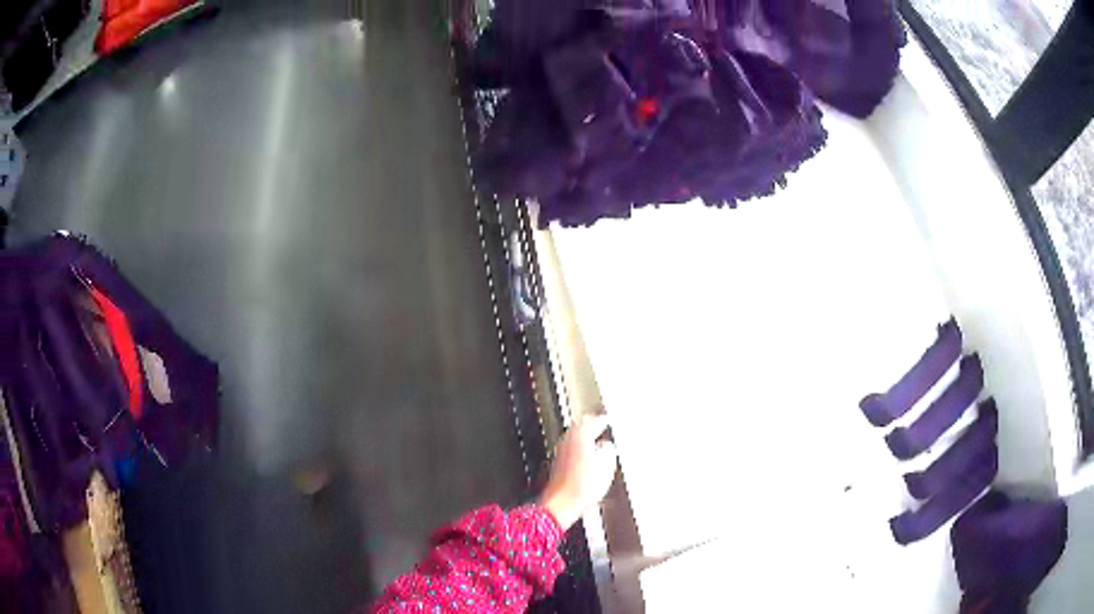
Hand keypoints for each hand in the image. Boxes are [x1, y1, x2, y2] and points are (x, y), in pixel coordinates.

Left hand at [539, 414, 618, 530]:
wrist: (563, 502)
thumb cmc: (584, 486)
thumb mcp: (607, 466)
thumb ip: (608, 450)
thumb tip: (607, 445)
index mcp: (582, 436)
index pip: (595, 421)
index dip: (603, 420)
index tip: (608, 420)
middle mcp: (569, 440)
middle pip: (580, 424)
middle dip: (590, 423)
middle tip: (600, 422)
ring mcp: (561, 450)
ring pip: (574, 434)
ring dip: (583, 433)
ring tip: (594, 437)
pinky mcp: (558, 462)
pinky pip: (570, 445)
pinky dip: (579, 444)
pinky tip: (585, 452)